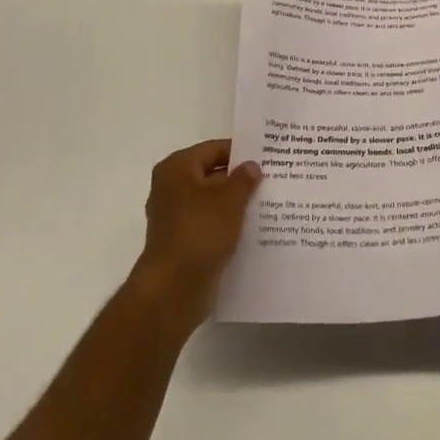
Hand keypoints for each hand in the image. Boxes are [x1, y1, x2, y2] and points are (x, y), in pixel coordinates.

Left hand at [126, 139, 259, 335]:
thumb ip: (244, 178)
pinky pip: (207, 225)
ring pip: (211, 202)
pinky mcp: (180, 242)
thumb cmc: (200, 231)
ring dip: (233, 205)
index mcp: (177, 168)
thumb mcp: (230, 199)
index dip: (241, 153)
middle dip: (238, 180)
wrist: (173, 289)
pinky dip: (225, 226)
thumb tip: (251, 166)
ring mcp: (173, 217)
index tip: (266, 159)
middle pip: (211, 175)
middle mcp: (170, 188)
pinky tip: (250, 230)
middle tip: (270, 181)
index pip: (214, 149)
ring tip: (265, 205)